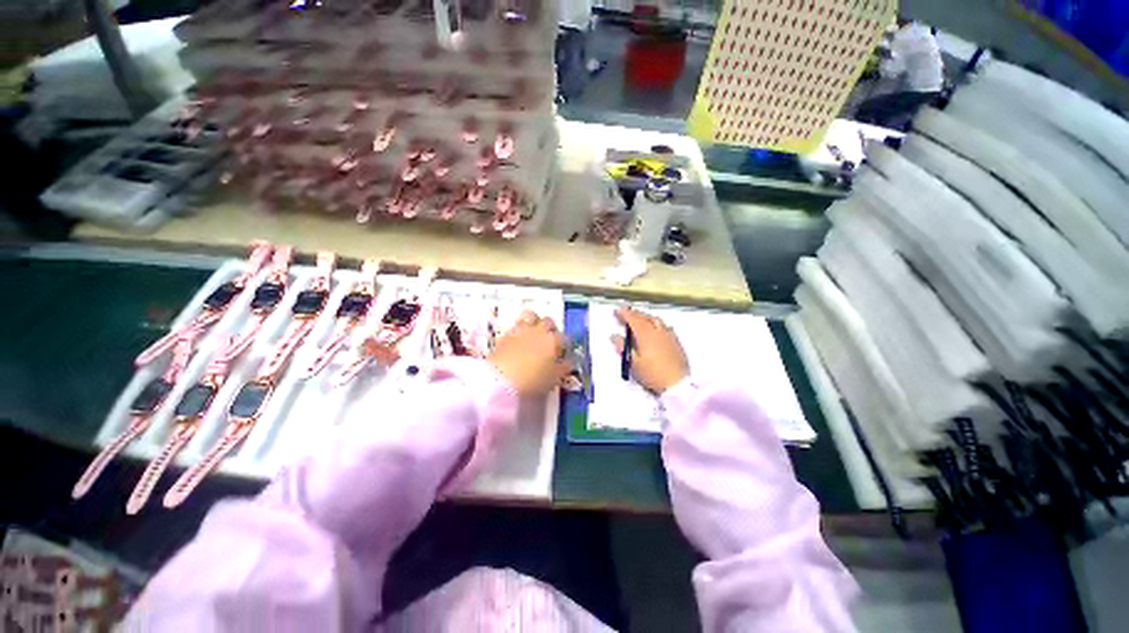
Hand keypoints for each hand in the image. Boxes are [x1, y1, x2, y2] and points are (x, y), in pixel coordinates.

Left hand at [489, 310, 569, 395]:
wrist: (500, 379)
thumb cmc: (532, 380)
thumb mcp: (553, 379)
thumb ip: (562, 368)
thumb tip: (567, 362)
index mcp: (553, 341)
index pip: (565, 338)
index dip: (566, 345)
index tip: (564, 352)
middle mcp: (539, 331)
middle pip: (548, 321)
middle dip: (551, 328)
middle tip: (549, 339)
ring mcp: (521, 330)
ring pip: (530, 315)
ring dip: (534, 321)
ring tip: (533, 331)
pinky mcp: (505, 334)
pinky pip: (516, 326)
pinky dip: (519, 329)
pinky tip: (518, 339)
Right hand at [612, 307, 688, 393]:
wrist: (677, 384)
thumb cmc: (652, 374)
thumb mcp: (633, 363)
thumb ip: (623, 348)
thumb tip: (614, 336)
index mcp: (646, 334)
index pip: (633, 319)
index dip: (624, 314)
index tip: (617, 311)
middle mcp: (658, 331)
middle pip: (645, 317)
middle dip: (634, 313)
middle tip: (626, 313)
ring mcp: (668, 335)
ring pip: (655, 319)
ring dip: (645, 316)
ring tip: (639, 318)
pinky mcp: (675, 341)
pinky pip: (664, 326)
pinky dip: (655, 323)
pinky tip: (654, 329)